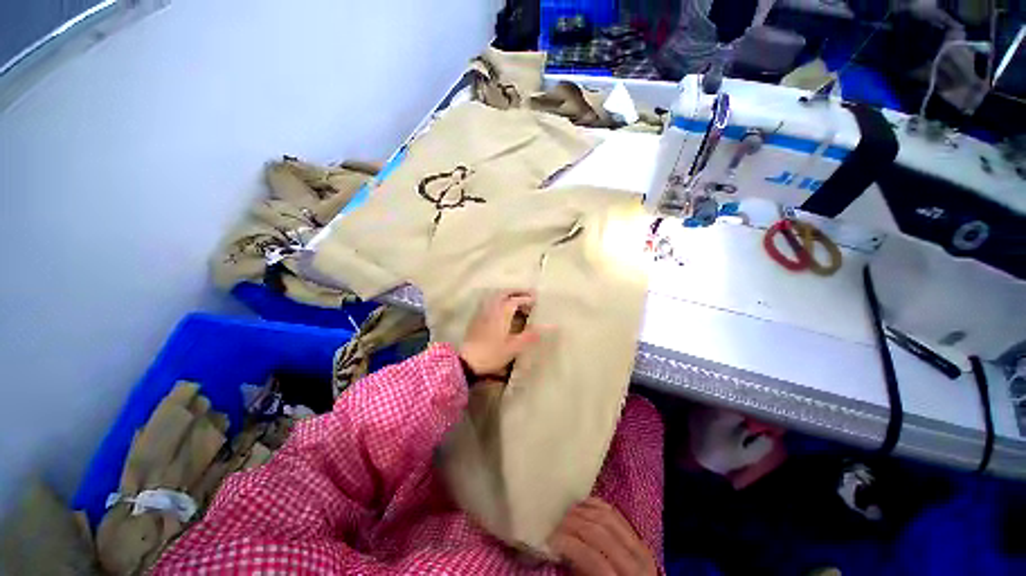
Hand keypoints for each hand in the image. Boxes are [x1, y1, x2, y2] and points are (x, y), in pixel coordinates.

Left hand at [459, 290, 540, 376]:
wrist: (467, 361)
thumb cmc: (492, 353)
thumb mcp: (514, 347)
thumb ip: (530, 335)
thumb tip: (548, 327)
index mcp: (502, 312)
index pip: (516, 300)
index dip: (527, 299)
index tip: (537, 299)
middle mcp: (492, 308)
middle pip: (505, 293)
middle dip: (517, 292)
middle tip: (528, 294)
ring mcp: (483, 312)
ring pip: (496, 297)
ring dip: (507, 295)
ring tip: (517, 300)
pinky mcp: (477, 319)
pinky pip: (490, 303)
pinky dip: (499, 301)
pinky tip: (502, 310)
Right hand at [548, 497, 657, 575]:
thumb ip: (578, 570)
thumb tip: (555, 548)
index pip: (591, 557)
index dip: (568, 545)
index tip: (549, 540)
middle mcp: (634, 562)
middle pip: (598, 533)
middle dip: (572, 525)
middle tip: (555, 525)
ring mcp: (639, 547)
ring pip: (607, 518)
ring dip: (583, 512)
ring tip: (566, 514)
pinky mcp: (639, 539)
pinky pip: (616, 514)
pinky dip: (598, 505)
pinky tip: (583, 504)